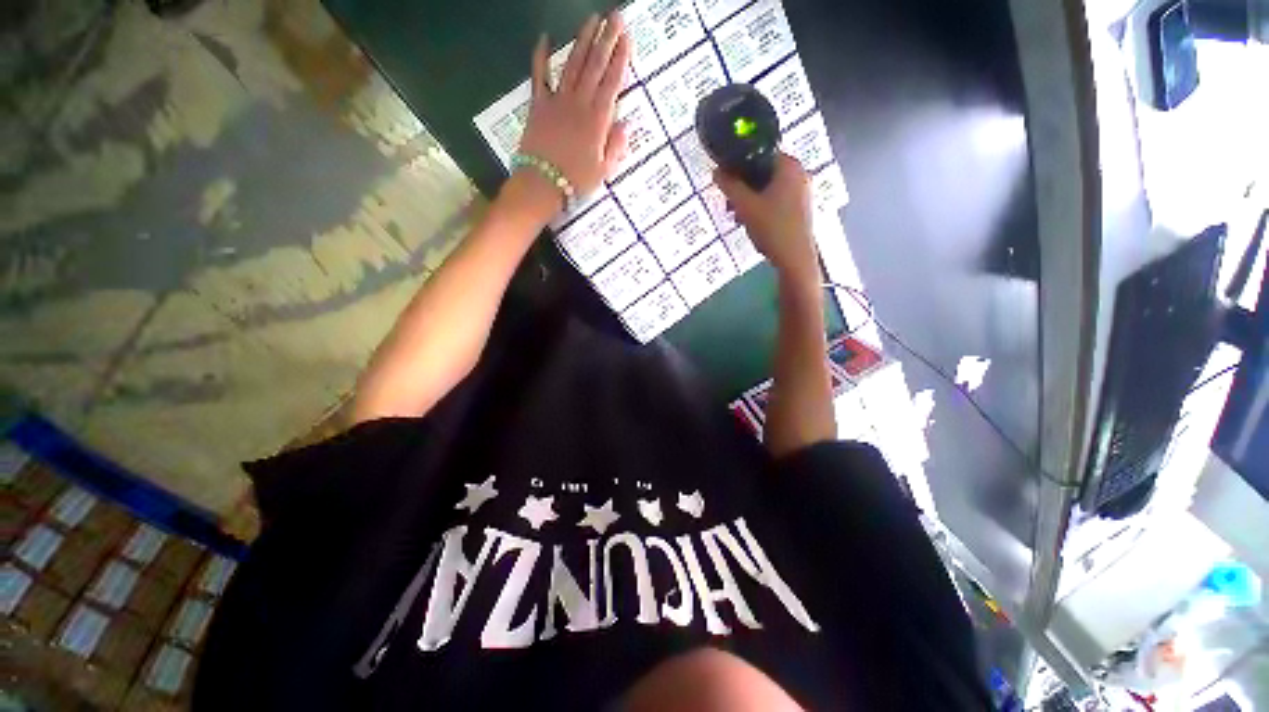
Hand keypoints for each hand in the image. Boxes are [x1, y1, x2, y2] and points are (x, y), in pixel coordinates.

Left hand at [518, 14, 630, 197]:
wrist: (542, 184)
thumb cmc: (576, 181)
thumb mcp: (604, 170)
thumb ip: (616, 146)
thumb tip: (625, 125)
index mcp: (598, 120)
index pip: (612, 82)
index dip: (620, 58)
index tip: (627, 38)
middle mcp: (580, 103)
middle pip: (594, 66)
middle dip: (606, 39)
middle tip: (614, 17)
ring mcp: (558, 101)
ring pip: (572, 64)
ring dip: (582, 40)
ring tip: (592, 20)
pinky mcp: (539, 105)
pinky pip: (539, 76)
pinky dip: (541, 56)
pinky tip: (544, 38)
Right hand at [714, 154, 818, 285]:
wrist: (794, 259)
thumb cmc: (772, 227)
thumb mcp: (745, 206)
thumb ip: (730, 186)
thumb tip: (716, 171)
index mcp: (790, 166)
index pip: (760, 153)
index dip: (739, 165)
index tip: (726, 181)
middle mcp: (800, 174)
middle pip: (763, 172)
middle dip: (743, 188)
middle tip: (730, 204)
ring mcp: (802, 193)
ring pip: (768, 189)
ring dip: (750, 200)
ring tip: (738, 217)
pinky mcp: (800, 209)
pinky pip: (776, 201)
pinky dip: (761, 208)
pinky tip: (751, 224)